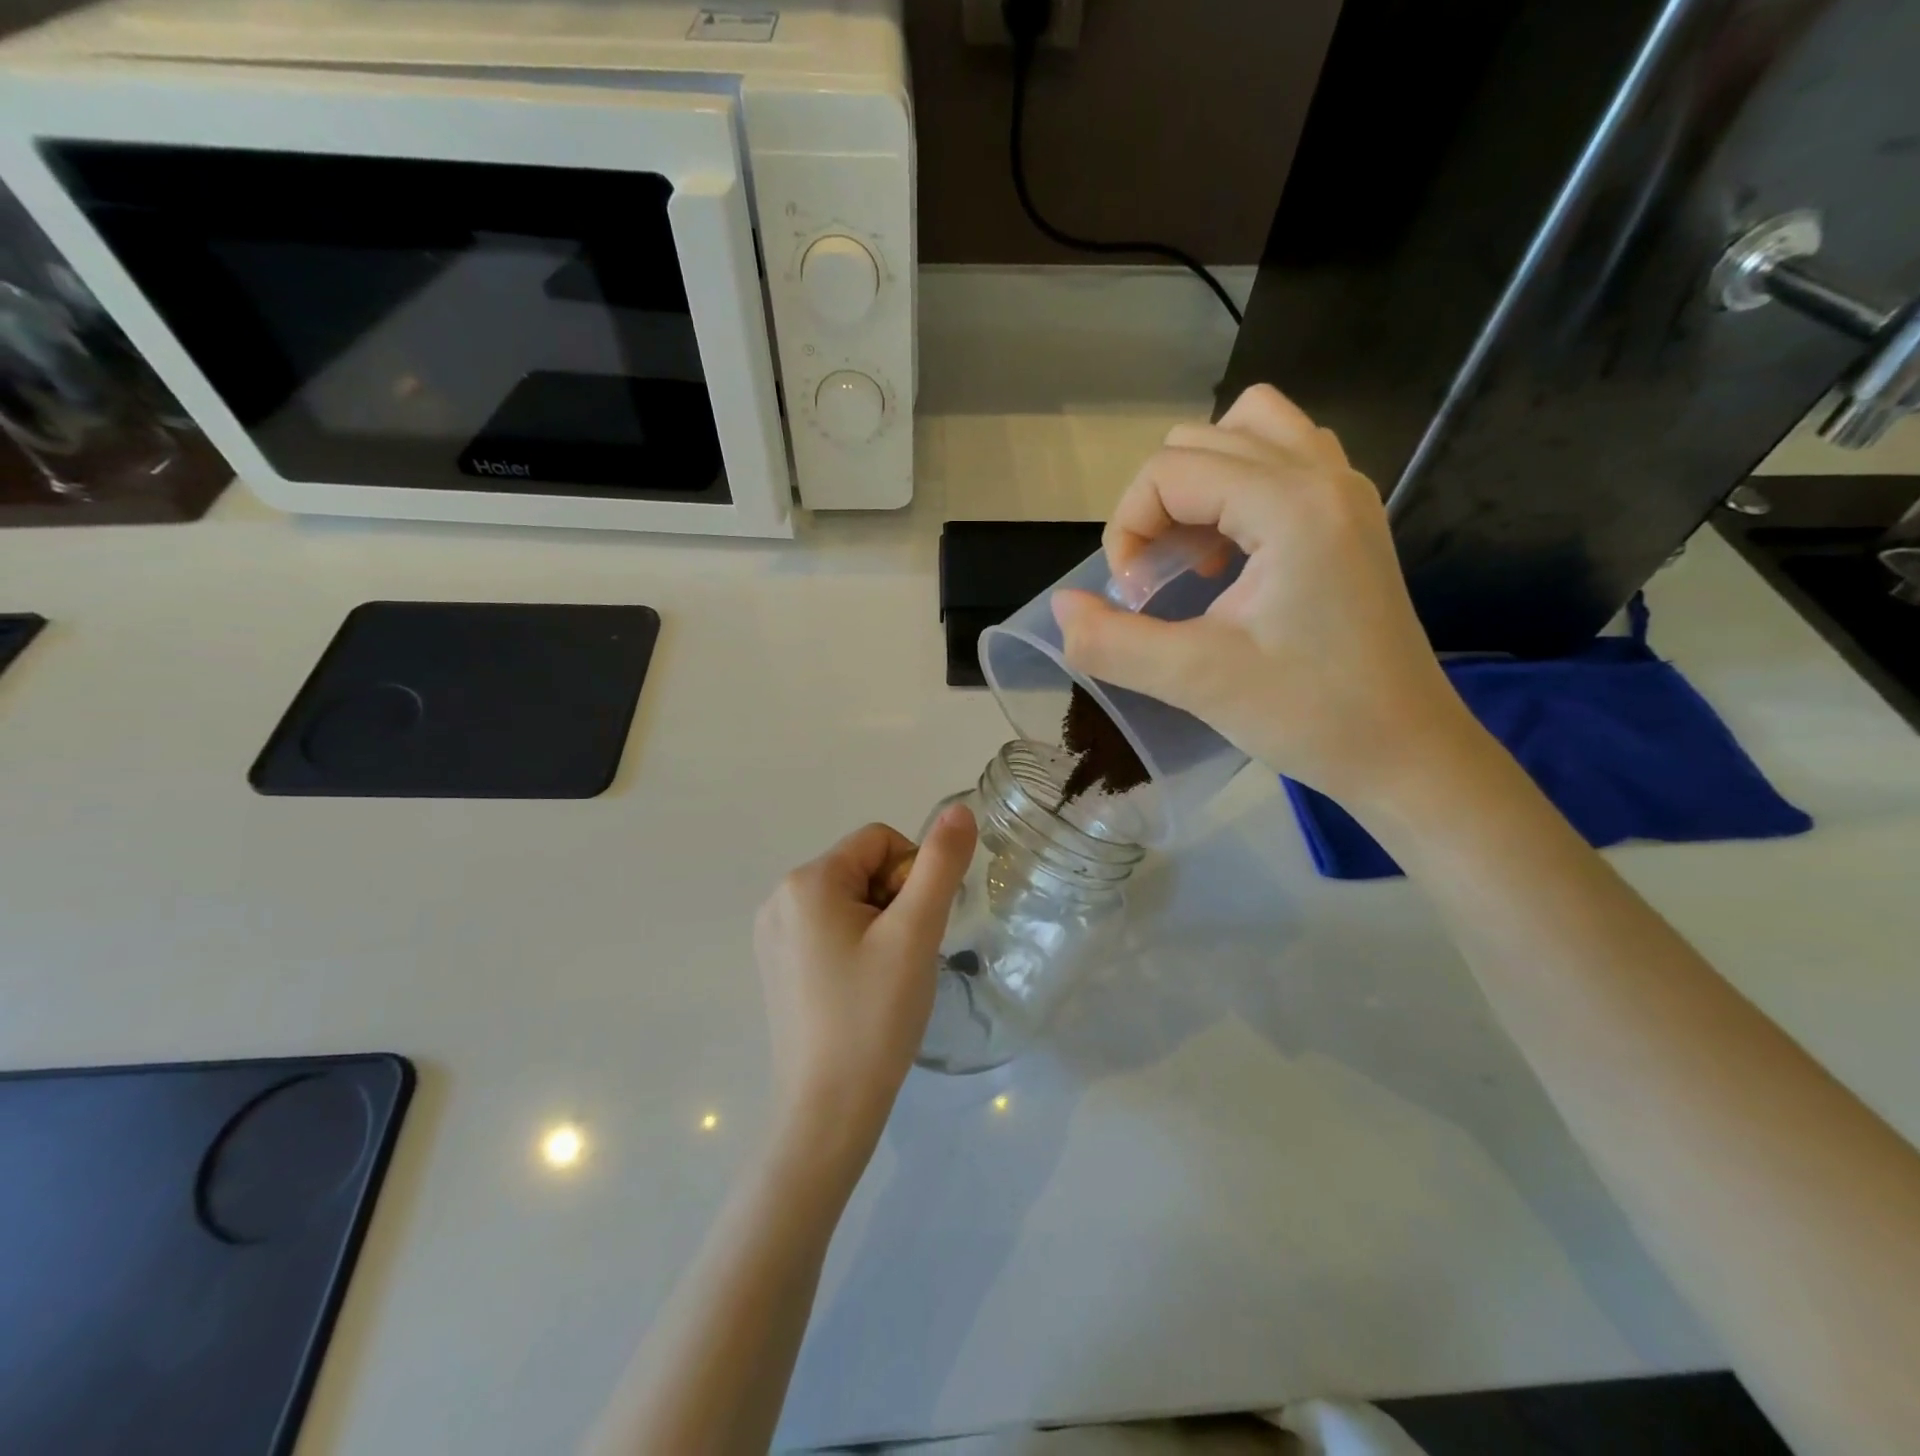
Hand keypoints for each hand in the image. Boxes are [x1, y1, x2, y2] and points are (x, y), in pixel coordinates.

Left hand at [753, 806, 977, 1162]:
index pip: (881, 840)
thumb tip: (959, 809)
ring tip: (886, 976)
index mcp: (807, 881)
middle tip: (904, 957)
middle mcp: (780, 898)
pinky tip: (864, 989)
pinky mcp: (778, 964)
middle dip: (896, 901)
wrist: (828, 1111)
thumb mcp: (916, 933)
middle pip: (863, 868)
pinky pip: (830, 928)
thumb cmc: (874, 1016)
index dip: (913, 875)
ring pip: (850, 899)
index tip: (916, 928)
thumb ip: (940, 864)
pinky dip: (858, 945)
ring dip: (881, 924)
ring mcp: (773, 934)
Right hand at [1051, 384, 1477, 809]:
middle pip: (1202, 440)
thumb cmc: (1310, 715)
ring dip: (1199, 484)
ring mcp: (1345, 491)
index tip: (1132, 597)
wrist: (1405, 752)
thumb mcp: (1196, 682)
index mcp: (1291, 505)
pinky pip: (1283, 459)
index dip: (1128, 528)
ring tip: (1193, 554)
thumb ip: (1112, 642)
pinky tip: (1232, 553)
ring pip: (1249, 431)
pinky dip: (1239, 487)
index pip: (1170, 471)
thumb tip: (1061, 610)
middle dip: (1157, 505)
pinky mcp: (1350, 517)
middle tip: (1158, 581)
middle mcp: (1323, 475)